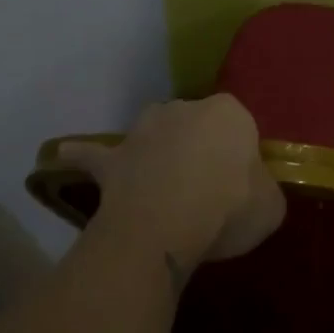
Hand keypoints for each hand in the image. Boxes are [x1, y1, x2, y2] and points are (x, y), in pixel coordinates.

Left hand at [55, 96, 284, 275]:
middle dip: (199, 147)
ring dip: (156, 148)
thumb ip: (264, 192)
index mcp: (230, 113)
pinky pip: (93, 154)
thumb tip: (255, 195)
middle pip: (196, 125)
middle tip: (207, 187)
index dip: (239, 155)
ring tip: (161, 178)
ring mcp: (144, 130)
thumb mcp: (271, 205)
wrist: (169, 223)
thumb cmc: (230, 206)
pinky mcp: (112, 158)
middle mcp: (186, 109)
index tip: (240, 184)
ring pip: (153, 132)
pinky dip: (81, 156)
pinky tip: (62, 156)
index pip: (239, 126)